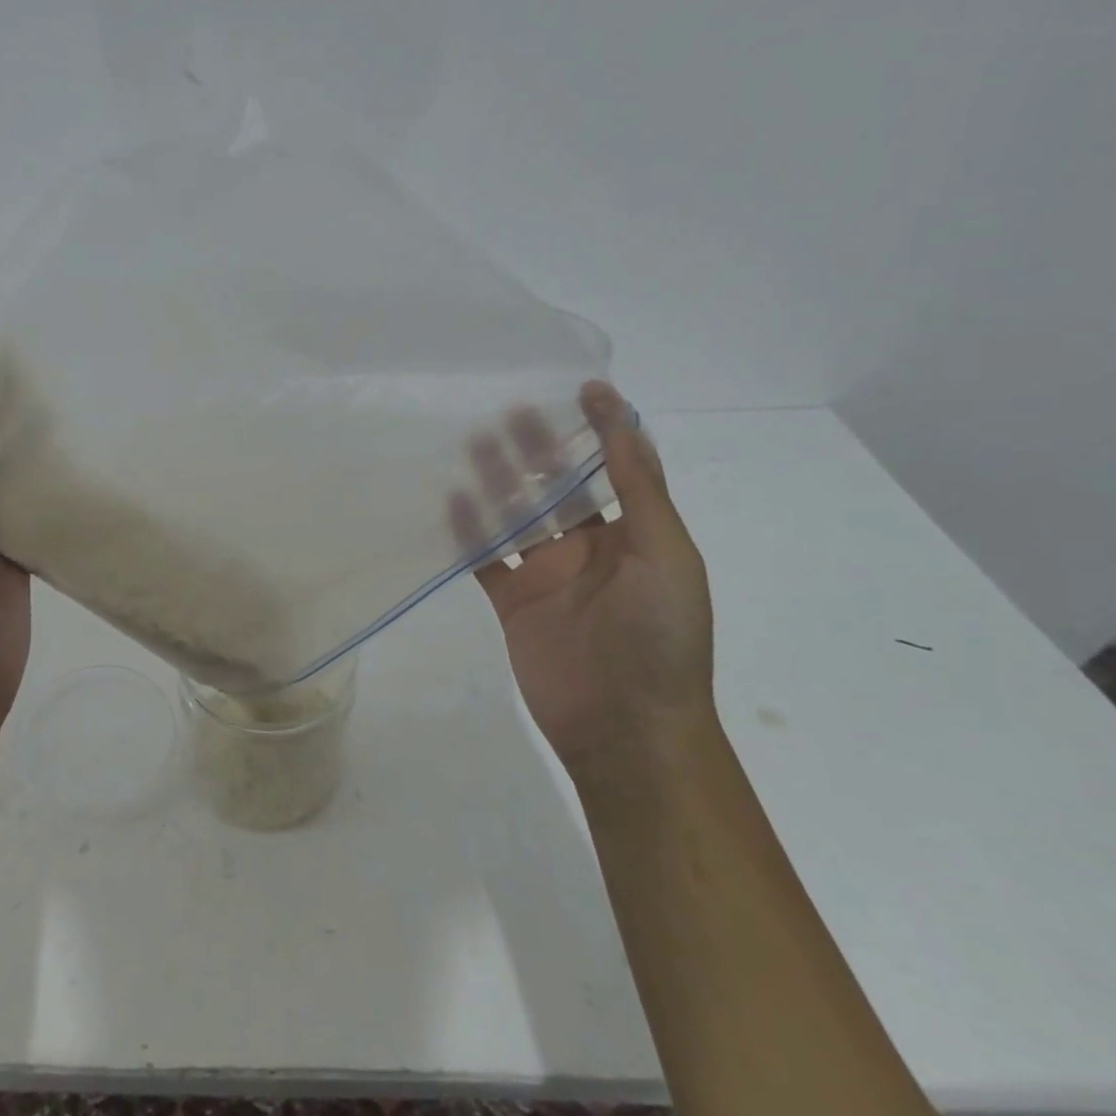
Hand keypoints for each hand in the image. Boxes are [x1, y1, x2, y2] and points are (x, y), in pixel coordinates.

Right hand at [452, 382, 713, 772]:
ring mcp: (548, 575)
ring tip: (470, 442)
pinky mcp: (513, 601)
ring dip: (497, 481)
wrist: (625, 726)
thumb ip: (639, 490)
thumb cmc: (660, 637)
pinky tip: (451, 498)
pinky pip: (486, 556)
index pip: (615, 468)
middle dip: (537, 450)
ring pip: (516, 516)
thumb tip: (624, 423)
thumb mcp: (665, 554)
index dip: (602, 429)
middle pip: (557, 487)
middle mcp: (589, 549)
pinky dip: (469, 528)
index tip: (581, 389)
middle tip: (508, 410)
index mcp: (634, 535)